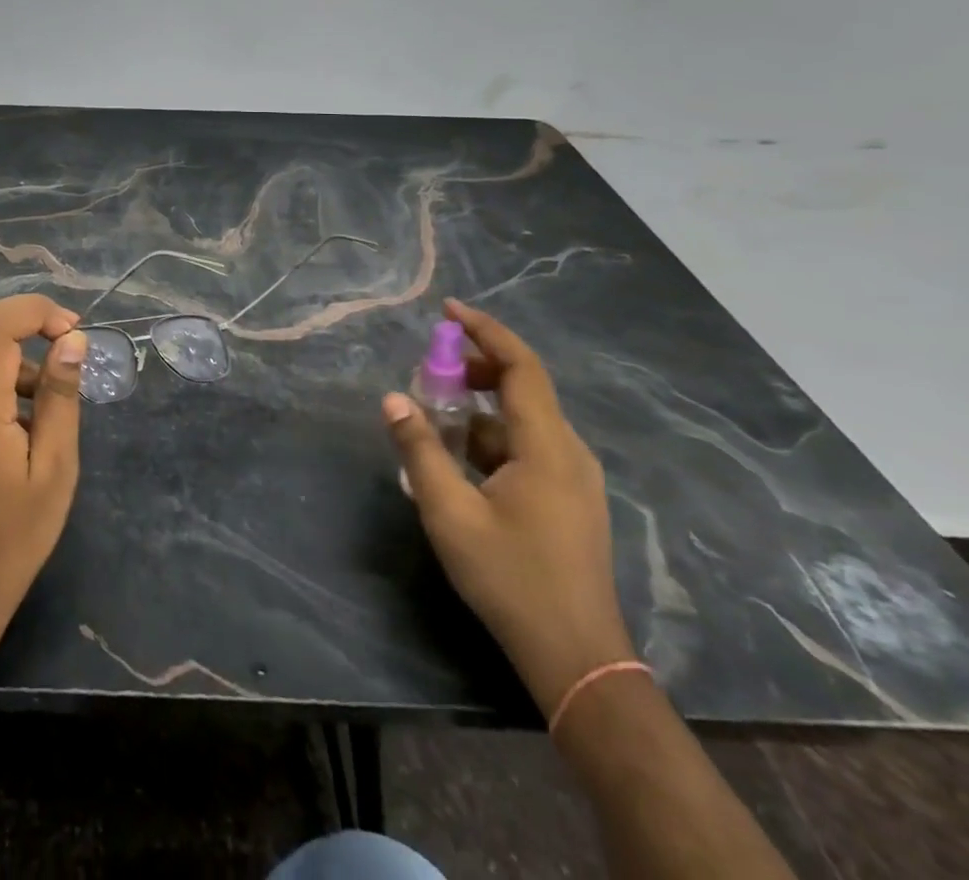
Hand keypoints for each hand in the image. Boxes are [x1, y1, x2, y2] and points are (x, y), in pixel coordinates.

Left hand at [0, 294, 88, 630]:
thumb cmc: (17, 535)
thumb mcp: (55, 466)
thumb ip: (60, 397)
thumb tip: (72, 340)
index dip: (38, 312)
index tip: (76, 331)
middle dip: (27, 316)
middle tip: (69, 337)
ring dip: (18, 347)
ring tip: (57, 388)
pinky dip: (5, 372)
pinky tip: (32, 413)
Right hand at [384, 298, 636, 717]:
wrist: (576, 657)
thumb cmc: (511, 578)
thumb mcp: (450, 512)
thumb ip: (420, 449)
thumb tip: (392, 399)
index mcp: (547, 446)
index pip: (521, 366)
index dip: (485, 330)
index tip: (448, 310)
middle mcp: (569, 452)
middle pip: (524, 387)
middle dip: (475, 368)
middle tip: (429, 372)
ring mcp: (574, 478)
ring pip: (523, 420)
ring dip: (479, 408)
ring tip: (433, 421)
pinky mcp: (570, 499)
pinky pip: (528, 447)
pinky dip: (491, 438)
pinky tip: (459, 462)